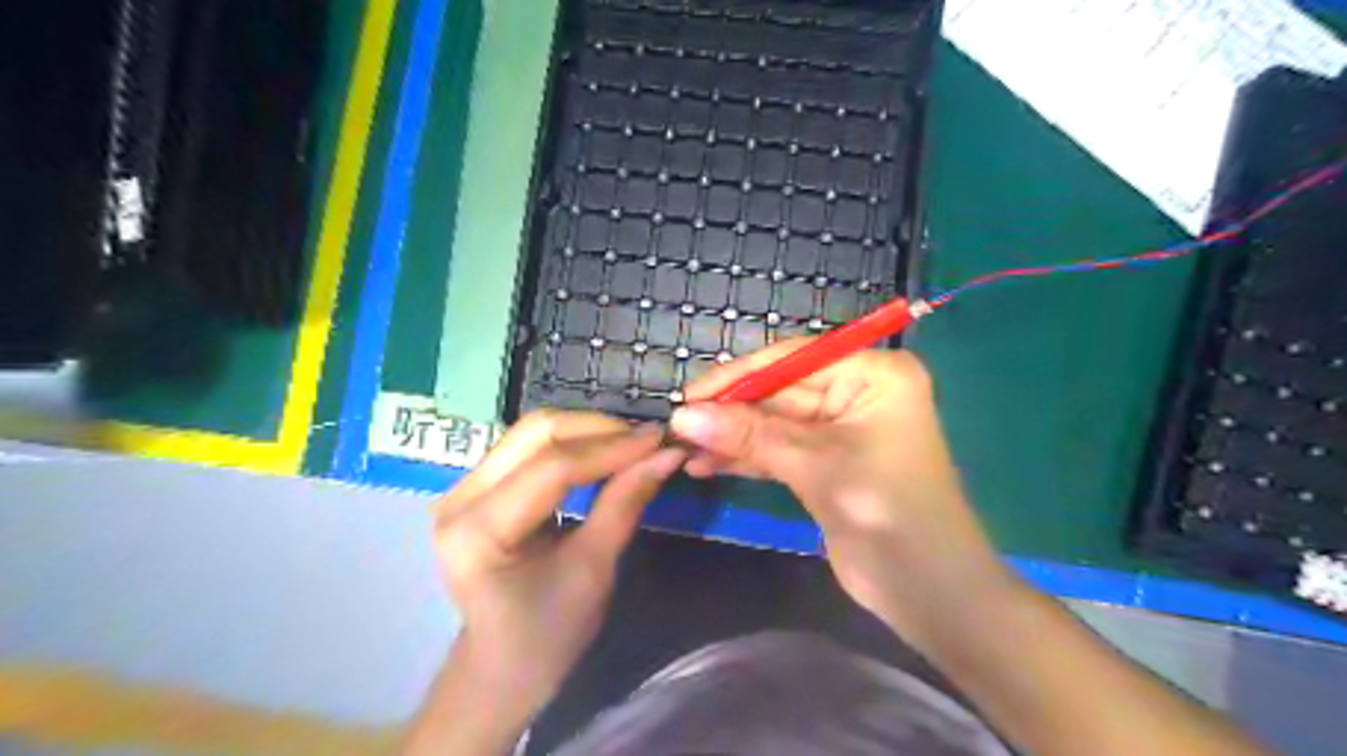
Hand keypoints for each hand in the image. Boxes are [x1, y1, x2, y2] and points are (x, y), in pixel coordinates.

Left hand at [430, 407, 685, 707]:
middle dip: (599, 429)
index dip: (611, 448)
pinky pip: (530, 446)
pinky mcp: (479, 485)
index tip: (661, 440)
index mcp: (477, 531)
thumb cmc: (549, 633)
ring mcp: (464, 487)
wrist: (503, 664)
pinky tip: (606, 450)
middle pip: (536, 433)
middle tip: (649, 439)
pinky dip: (574, 442)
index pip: (552, 468)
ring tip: (633, 442)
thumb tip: (667, 454)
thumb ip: (625, 503)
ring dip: (588, 430)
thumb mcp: (594, 570)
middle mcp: (459, 497)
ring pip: (533, 432)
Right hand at [668, 341, 1015, 650]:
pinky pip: (777, 450)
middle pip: (779, 392)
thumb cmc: (887, 514)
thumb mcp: (816, 466)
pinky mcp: (825, 463)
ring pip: (773, 423)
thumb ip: (750, 436)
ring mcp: (839, 429)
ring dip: (731, 437)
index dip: (738, 376)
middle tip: (677, 426)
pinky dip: (744, 458)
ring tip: (683, 449)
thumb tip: (683, 415)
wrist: (930, 593)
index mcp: (872, 374)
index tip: (689, 394)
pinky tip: (706, 465)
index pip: (792, 360)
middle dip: (730, 411)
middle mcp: (856, 393)